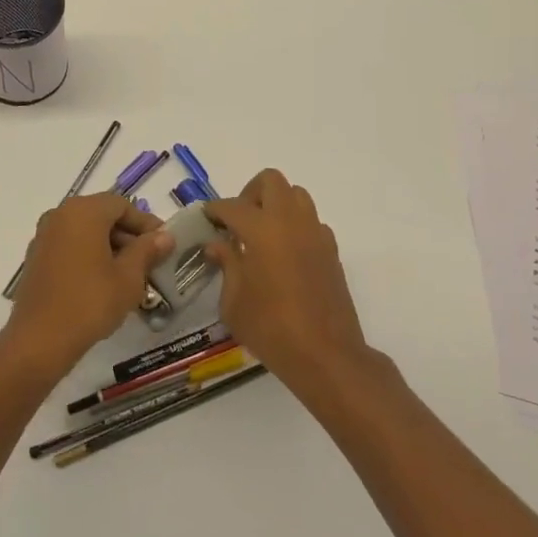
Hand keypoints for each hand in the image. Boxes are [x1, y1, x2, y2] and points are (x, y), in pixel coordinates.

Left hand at [6, 193, 173, 379]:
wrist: (39, 341)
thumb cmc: (90, 302)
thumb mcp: (128, 277)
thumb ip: (147, 250)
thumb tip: (165, 236)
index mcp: (83, 211)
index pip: (122, 205)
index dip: (146, 223)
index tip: (163, 244)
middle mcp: (60, 215)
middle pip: (102, 216)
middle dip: (128, 236)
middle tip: (150, 262)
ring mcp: (44, 236)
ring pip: (86, 232)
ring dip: (110, 247)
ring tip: (130, 276)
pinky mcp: (36, 258)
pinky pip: (70, 246)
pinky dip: (89, 256)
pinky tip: (103, 283)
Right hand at [204, 169, 371, 399]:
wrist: (326, 355)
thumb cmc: (271, 329)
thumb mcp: (233, 302)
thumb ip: (226, 265)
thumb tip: (217, 245)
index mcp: (262, 229)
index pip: (232, 205)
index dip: (215, 209)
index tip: (206, 219)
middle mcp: (291, 221)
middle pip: (271, 181)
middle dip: (250, 193)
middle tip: (237, 221)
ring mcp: (315, 233)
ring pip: (296, 195)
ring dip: (276, 204)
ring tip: (261, 234)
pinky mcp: (331, 250)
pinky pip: (311, 221)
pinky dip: (295, 226)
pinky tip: (284, 255)